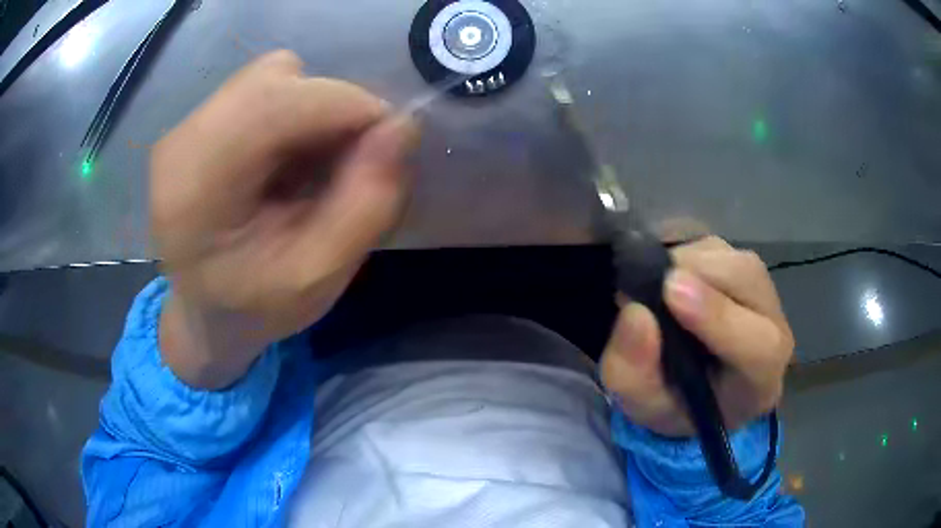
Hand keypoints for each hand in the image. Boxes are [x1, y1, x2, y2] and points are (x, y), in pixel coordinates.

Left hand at [152, 51, 417, 388]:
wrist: (205, 315)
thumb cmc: (256, 309)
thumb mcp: (320, 277)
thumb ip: (367, 204)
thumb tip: (402, 126)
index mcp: (195, 188)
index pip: (278, 103)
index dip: (349, 107)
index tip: (388, 144)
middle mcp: (181, 142)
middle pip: (276, 77)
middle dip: (332, 109)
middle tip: (347, 163)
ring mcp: (185, 127)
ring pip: (273, 75)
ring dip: (312, 111)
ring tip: (309, 168)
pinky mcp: (196, 122)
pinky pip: (263, 87)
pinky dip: (294, 114)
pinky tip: (287, 161)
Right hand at [599, 236, 793, 436]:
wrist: (703, 388)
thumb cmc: (678, 405)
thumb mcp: (642, 405)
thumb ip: (634, 372)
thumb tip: (635, 312)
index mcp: (760, 378)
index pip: (756, 345)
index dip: (717, 316)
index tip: (670, 292)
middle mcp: (774, 328)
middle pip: (746, 280)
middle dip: (693, 274)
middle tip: (644, 286)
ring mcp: (764, 290)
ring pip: (731, 257)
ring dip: (686, 263)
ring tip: (656, 291)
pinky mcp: (746, 266)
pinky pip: (716, 246)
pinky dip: (685, 254)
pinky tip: (670, 281)